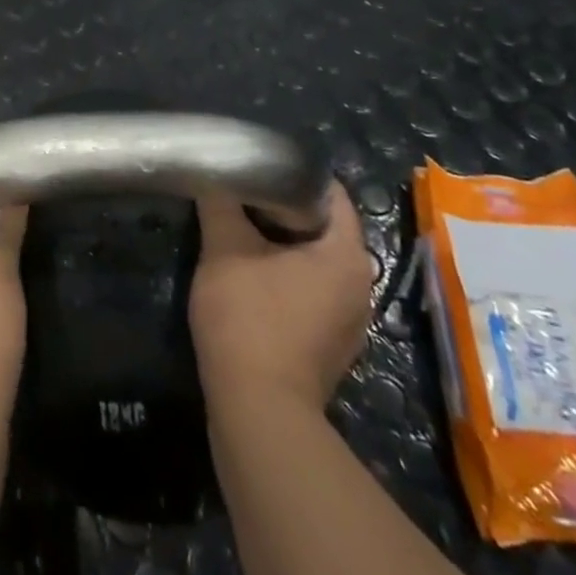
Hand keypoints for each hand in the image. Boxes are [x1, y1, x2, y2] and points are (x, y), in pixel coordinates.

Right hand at [190, 181, 373, 412]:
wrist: (258, 411)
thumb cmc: (249, 318)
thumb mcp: (224, 248)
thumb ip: (220, 204)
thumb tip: (215, 174)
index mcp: (346, 255)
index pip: (331, 193)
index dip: (294, 172)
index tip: (260, 164)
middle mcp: (360, 285)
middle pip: (324, 228)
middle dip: (284, 208)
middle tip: (243, 192)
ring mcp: (350, 321)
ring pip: (317, 262)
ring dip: (284, 244)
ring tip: (242, 229)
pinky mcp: (331, 347)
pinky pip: (313, 292)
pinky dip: (288, 276)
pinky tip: (252, 276)